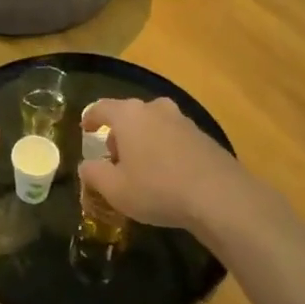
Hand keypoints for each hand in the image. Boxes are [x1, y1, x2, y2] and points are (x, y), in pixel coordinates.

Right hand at [78, 96, 247, 233]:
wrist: (219, 196)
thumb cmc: (157, 188)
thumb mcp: (114, 189)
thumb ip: (93, 174)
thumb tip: (86, 165)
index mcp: (129, 115)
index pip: (101, 107)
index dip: (90, 118)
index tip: (85, 129)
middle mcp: (155, 108)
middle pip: (129, 115)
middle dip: (118, 133)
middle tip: (114, 157)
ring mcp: (182, 120)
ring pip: (153, 124)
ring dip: (143, 140)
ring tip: (141, 167)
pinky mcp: (203, 135)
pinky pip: (173, 137)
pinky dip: (164, 148)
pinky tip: (167, 173)